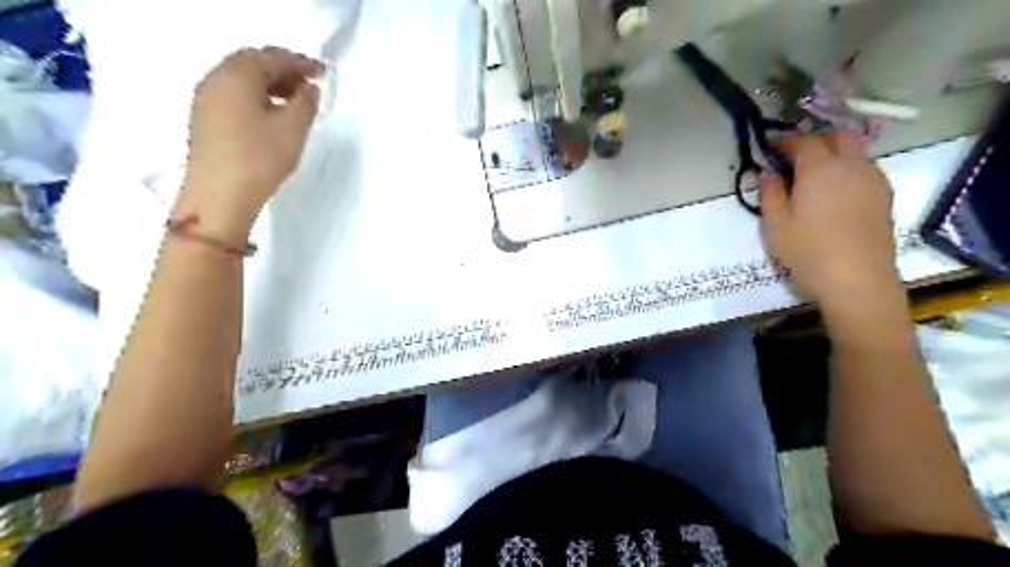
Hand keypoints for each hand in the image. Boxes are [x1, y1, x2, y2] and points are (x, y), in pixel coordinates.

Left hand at [173, 46, 322, 239]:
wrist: (219, 196)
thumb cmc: (259, 158)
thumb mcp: (293, 130)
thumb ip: (305, 103)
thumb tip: (309, 89)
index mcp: (237, 75)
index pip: (271, 56)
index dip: (300, 62)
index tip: (322, 73)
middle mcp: (216, 79)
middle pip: (252, 63)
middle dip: (283, 70)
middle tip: (309, 85)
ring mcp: (206, 99)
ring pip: (242, 80)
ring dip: (270, 84)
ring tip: (295, 102)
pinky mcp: (205, 119)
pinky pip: (234, 95)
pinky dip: (256, 96)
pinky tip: (272, 115)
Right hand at [765, 131, 898, 309]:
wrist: (858, 280)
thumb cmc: (808, 252)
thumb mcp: (775, 225)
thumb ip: (770, 193)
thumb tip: (768, 172)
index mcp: (820, 169)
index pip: (803, 141)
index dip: (785, 140)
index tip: (771, 146)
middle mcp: (851, 165)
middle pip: (838, 136)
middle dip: (816, 139)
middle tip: (795, 157)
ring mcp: (873, 179)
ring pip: (855, 151)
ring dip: (834, 153)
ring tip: (814, 175)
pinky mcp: (884, 196)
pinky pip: (865, 169)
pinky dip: (848, 169)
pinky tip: (835, 192)